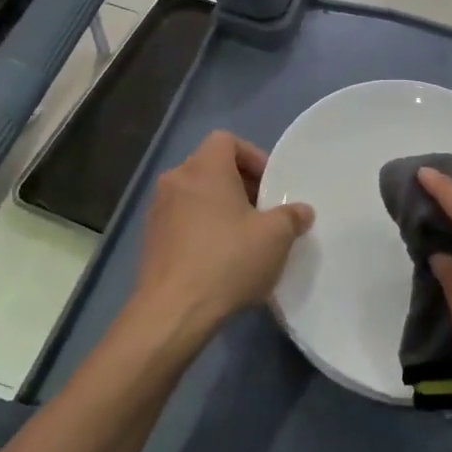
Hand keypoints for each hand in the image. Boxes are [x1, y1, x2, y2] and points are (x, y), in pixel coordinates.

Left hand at [133, 131, 313, 333]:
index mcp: (204, 169)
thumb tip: (301, 211)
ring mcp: (158, 211)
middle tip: (265, 213)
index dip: (253, 156)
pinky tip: (222, 260)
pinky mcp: (151, 240)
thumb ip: (292, 217)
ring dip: (222, 209)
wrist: (174, 311)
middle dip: (241, 186)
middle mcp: (175, 181)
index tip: (271, 186)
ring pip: (197, 196)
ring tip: (246, 239)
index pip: (227, 140)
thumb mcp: (276, 237)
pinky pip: (184, 221)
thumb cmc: (229, 260)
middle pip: (212, 168)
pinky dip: (204, 230)